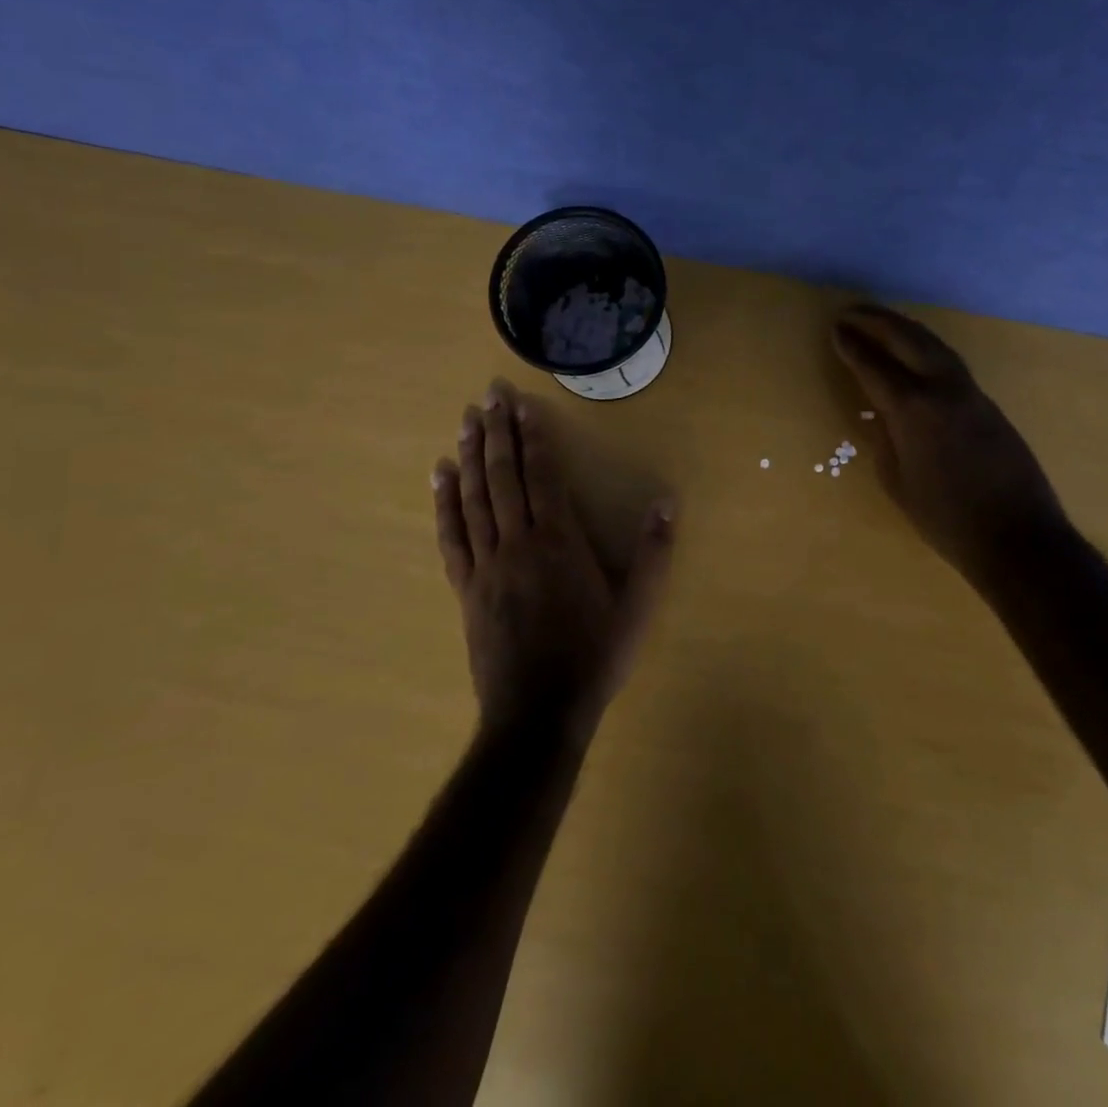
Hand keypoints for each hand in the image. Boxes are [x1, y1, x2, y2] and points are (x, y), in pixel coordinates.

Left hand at [432, 378, 675, 738]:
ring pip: (473, 499)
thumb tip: (667, 501)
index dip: (531, 436)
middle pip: (502, 477)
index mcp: (558, 542)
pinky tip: (440, 477)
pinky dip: (444, 504)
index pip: (541, 475)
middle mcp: (517, 543)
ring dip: (470, 457)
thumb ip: (654, 552)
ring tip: (465, 422)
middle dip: (496, 433)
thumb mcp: (637, 607)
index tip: (521, 404)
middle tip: (487, 395)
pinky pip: (452, 537)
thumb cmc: (594, 657)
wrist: (538, 713)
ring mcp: (486, 565)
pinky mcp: (466, 588)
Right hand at [833, 304, 1070, 591]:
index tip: (836, 329)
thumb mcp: (897, 483)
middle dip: (878, 321)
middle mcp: (943, 389)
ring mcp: (971, 393)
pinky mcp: (989, 404)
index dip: (852, 346)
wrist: (1017, 537)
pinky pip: (950, 363)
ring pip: (935, 346)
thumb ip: (885, 439)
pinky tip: (916, 354)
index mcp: (914, 410)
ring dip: (905, 329)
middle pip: (908, 340)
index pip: (874, 366)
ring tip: (881, 322)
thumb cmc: (945, 519)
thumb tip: (883, 413)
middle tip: (852, 311)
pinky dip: (926, 349)